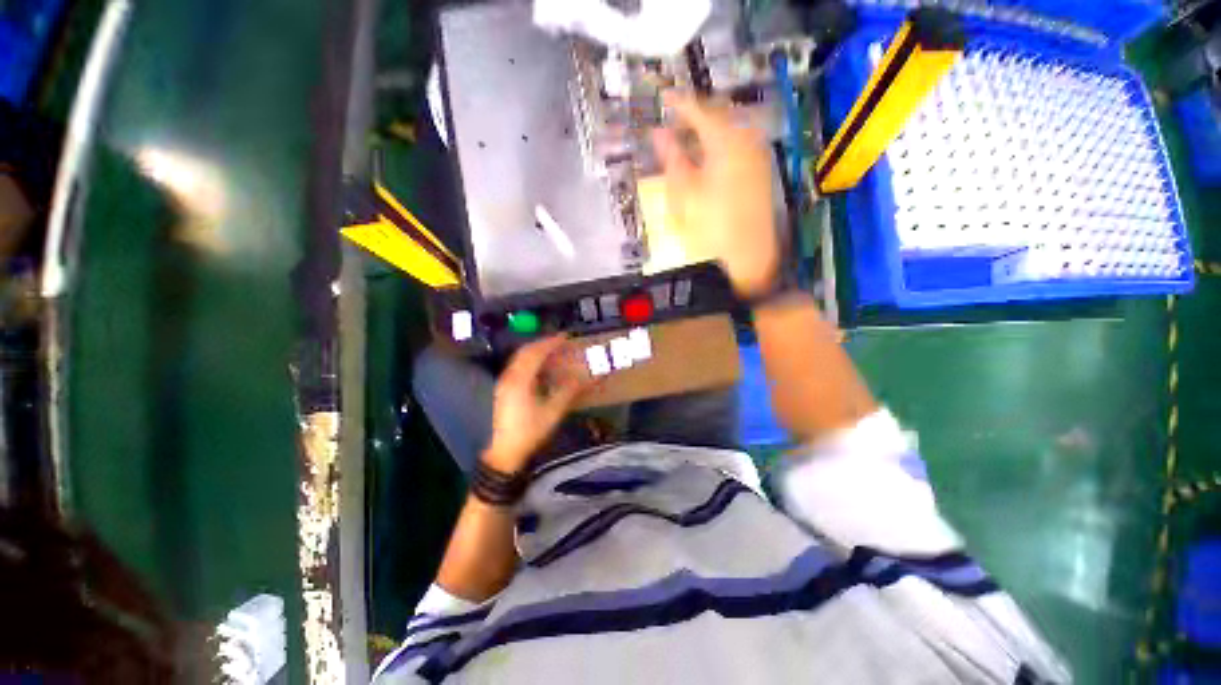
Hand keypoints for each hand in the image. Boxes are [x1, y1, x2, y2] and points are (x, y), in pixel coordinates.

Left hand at [482, 336, 591, 474]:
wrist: (505, 451)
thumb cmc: (530, 431)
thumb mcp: (552, 412)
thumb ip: (567, 392)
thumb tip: (583, 377)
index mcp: (520, 380)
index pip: (536, 353)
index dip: (551, 343)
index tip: (565, 337)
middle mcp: (510, 376)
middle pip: (525, 352)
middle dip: (542, 343)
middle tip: (559, 341)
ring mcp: (504, 382)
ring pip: (519, 358)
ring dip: (535, 351)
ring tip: (551, 350)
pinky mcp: (504, 389)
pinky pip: (517, 365)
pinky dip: (529, 360)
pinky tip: (539, 366)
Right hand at [651, 92, 779, 297]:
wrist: (749, 254)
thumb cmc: (712, 227)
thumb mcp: (684, 194)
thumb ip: (671, 159)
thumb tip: (658, 134)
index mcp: (724, 141)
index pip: (698, 109)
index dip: (678, 102)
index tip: (662, 97)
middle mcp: (746, 139)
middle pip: (718, 113)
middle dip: (695, 113)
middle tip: (674, 118)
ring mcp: (757, 153)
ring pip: (730, 127)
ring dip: (709, 127)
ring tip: (689, 136)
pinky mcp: (761, 168)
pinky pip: (740, 141)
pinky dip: (722, 141)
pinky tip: (711, 154)